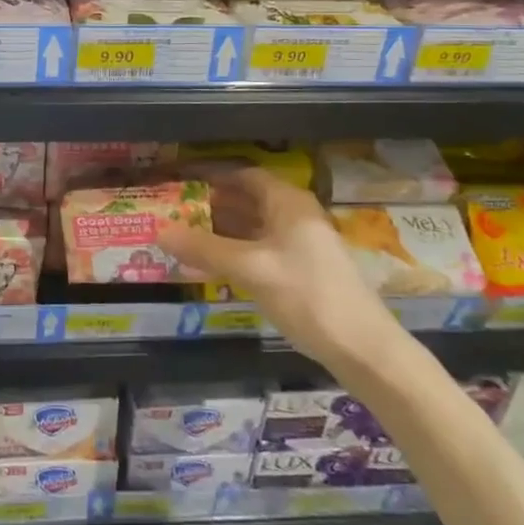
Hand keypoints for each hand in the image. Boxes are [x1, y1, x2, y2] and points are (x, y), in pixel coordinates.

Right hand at [158, 166, 405, 368]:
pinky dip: (235, 252)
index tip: (179, 180)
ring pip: (253, 227)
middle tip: (173, 211)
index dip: (211, 175)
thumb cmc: (307, 295)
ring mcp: (301, 245)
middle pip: (247, 200)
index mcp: (288, 202)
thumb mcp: (251, 269)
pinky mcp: (302, 271)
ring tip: (184, 237)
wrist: (364, 350)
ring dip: (221, 231)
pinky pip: (261, 250)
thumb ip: (205, 249)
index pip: (243, 175)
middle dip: (211, 205)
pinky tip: (213, 266)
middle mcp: (295, 216)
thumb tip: (159, 230)